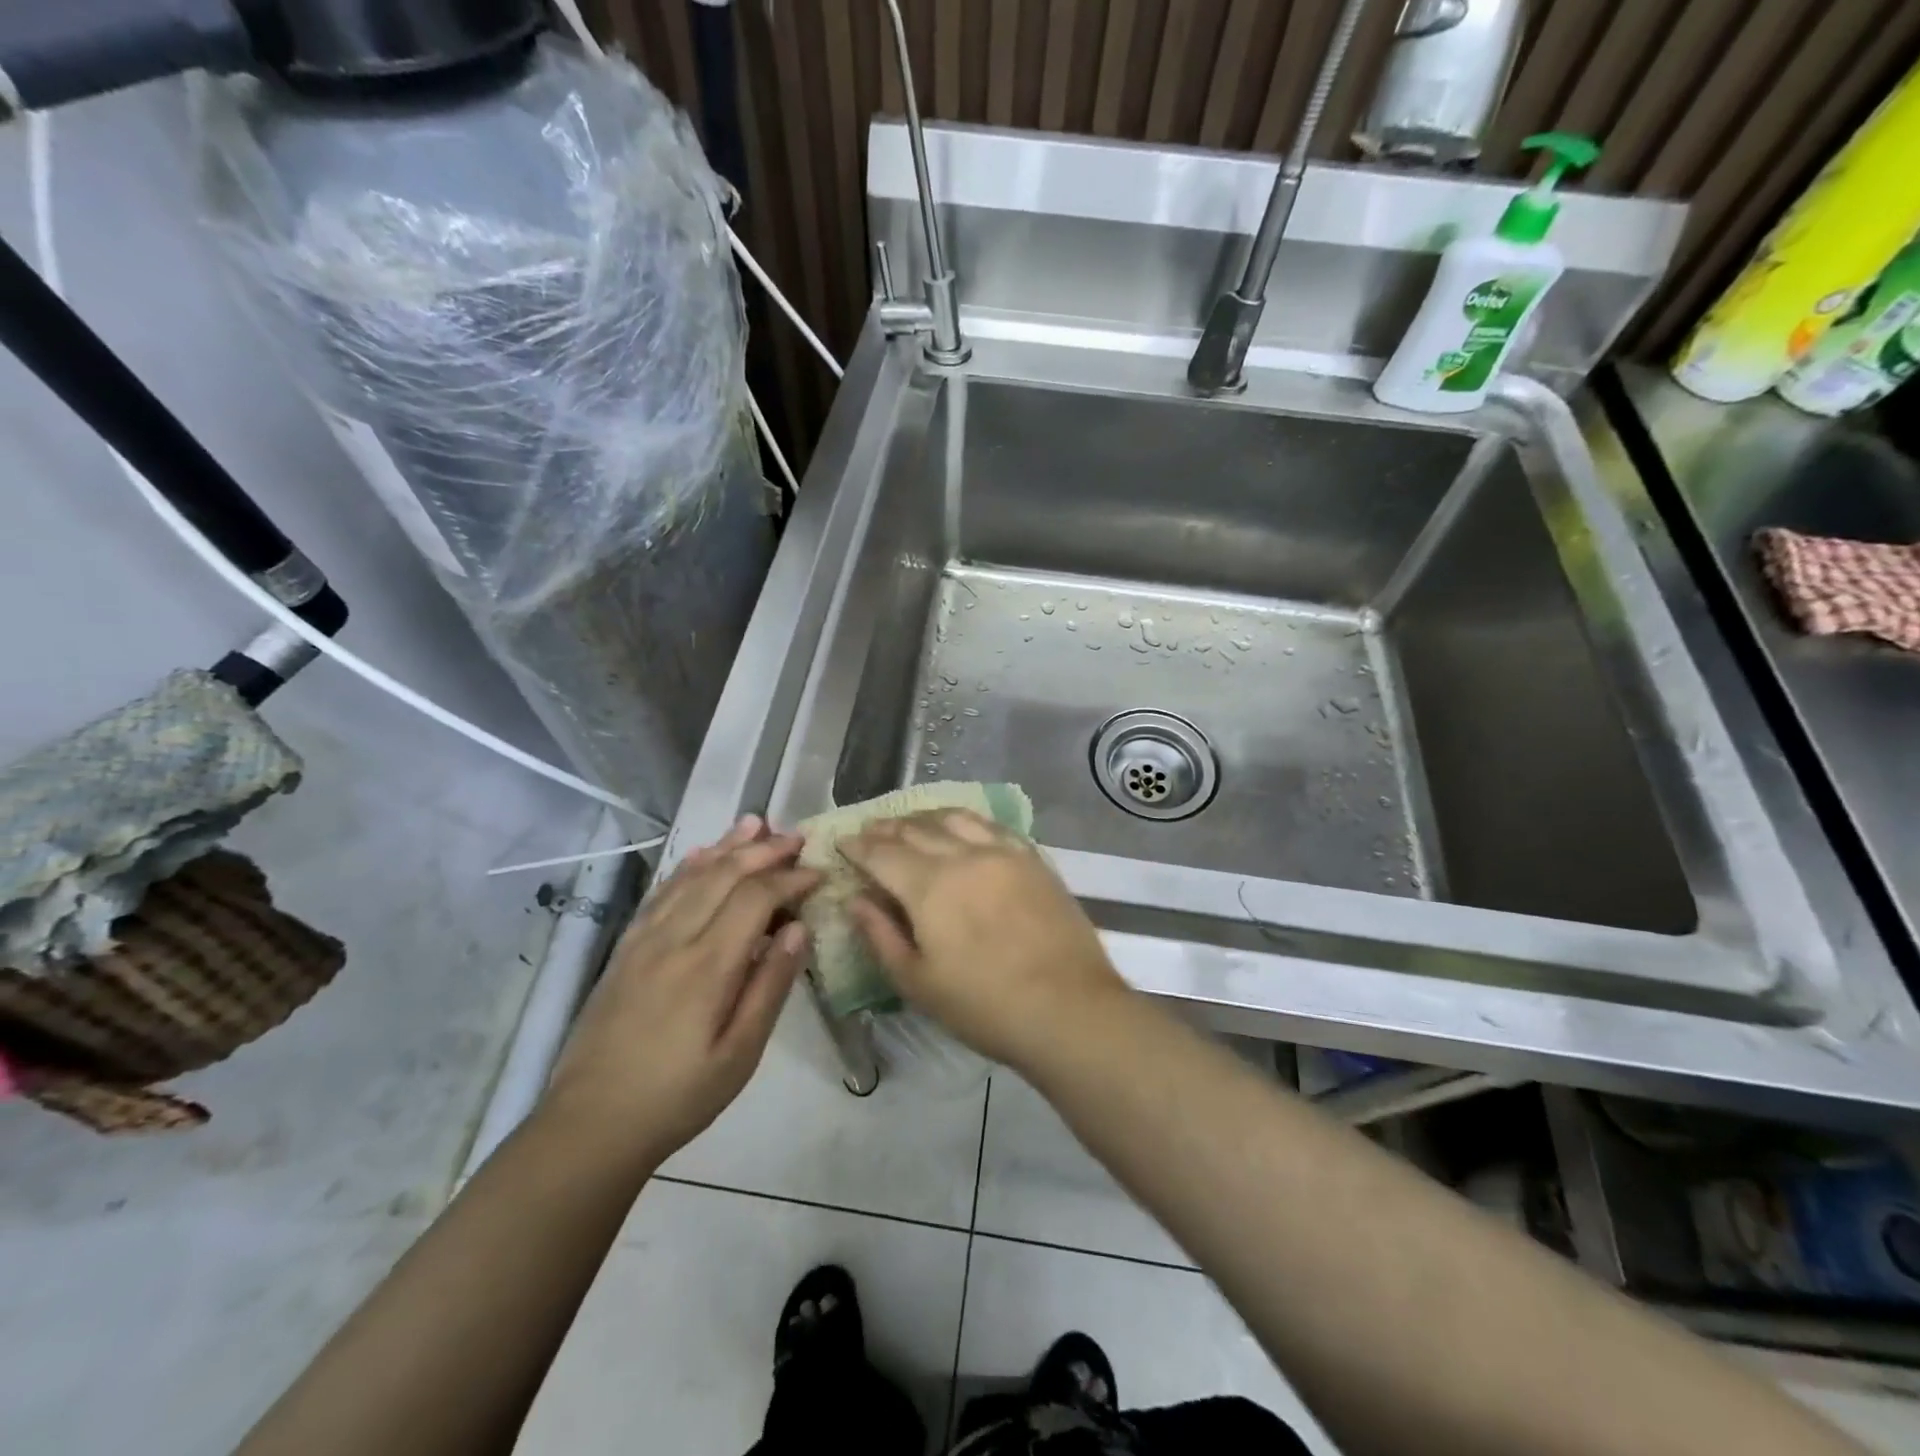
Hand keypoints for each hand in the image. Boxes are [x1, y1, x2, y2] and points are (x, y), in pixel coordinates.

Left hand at [543, 816, 819, 1168]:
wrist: (591, 1124)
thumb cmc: (679, 1095)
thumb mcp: (740, 1054)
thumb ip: (770, 986)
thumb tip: (799, 929)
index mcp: (708, 965)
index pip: (756, 898)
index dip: (790, 879)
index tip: (817, 874)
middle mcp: (675, 939)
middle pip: (724, 875)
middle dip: (763, 850)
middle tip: (796, 836)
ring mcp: (644, 940)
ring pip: (691, 876)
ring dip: (726, 846)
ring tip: (754, 822)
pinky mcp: (625, 949)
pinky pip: (661, 894)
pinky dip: (686, 867)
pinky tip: (701, 854)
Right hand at [838, 810, 1127, 1068]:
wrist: (1068, 1008)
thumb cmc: (984, 1005)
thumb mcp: (918, 982)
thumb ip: (881, 935)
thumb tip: (855, 900)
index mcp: (929, 885)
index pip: (883, 853)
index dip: (858, 846)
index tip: (843, 842)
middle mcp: (964, 855)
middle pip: (917, 829)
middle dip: (887, 828)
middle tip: (870, 830)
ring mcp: (1004, 853)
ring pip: (955, 819)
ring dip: (925, 817)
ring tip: (911, 823)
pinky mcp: (1033, 859)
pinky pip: (992, 826)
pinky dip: (966, 822)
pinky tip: (963, 829)